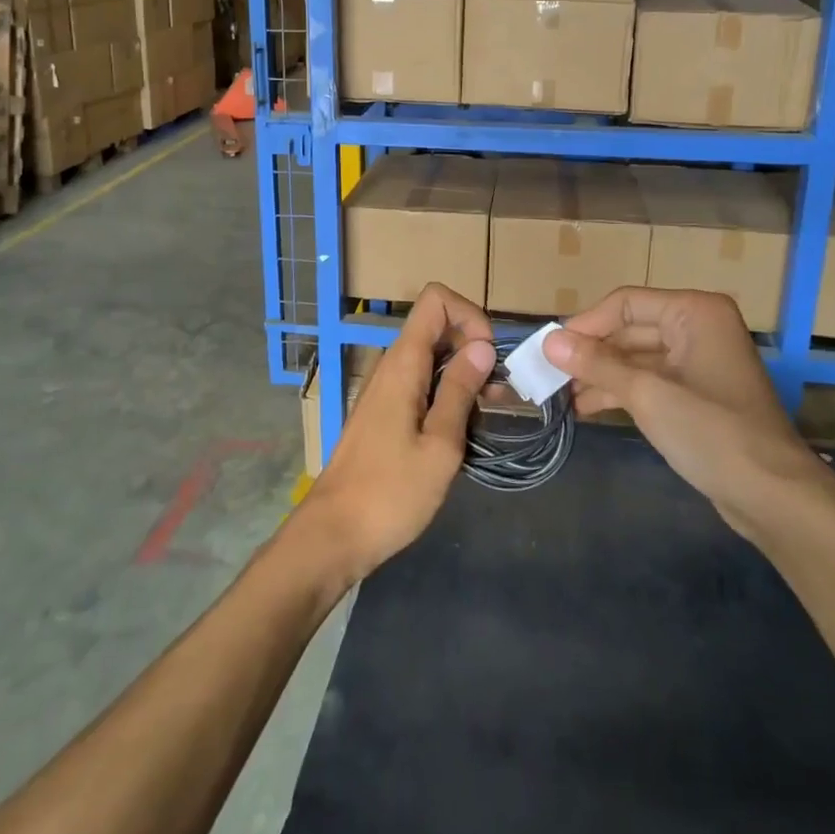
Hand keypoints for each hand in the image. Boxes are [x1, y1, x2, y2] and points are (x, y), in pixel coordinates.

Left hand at [296, 283, 494, 580]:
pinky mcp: (386, 411)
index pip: (435, 299)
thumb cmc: (391, 493)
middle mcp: (392, 366)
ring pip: (432, 356)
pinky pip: (422, 382)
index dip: (469, 314)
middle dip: (474, 346)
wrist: (334, 534)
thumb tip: (482, 346)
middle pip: (437, 326)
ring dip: (465, 373)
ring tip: (491, 413)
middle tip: (499, 391)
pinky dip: (448, 392)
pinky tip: (465, 427)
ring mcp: (387, 388)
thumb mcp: (440, 445)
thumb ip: (460, 391)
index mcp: (403, 363)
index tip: (489, 356)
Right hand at [544, 288, 828, 533]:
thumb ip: (596, 364)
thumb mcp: (646, 394)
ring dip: (601, 375)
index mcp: (695, 313)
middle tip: (549, 376)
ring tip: (561, 397)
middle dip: (591, 354)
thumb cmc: (711, 432)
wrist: (774, 497)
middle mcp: (698, 328)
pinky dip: (620, 391)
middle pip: (630, 330)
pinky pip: (650, 381)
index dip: (585, 325)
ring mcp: (699, 362)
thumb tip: (549, 342)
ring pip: (637, 358)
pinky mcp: (697, 394)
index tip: (549, 350)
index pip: (626, 303)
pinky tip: (587, 408)